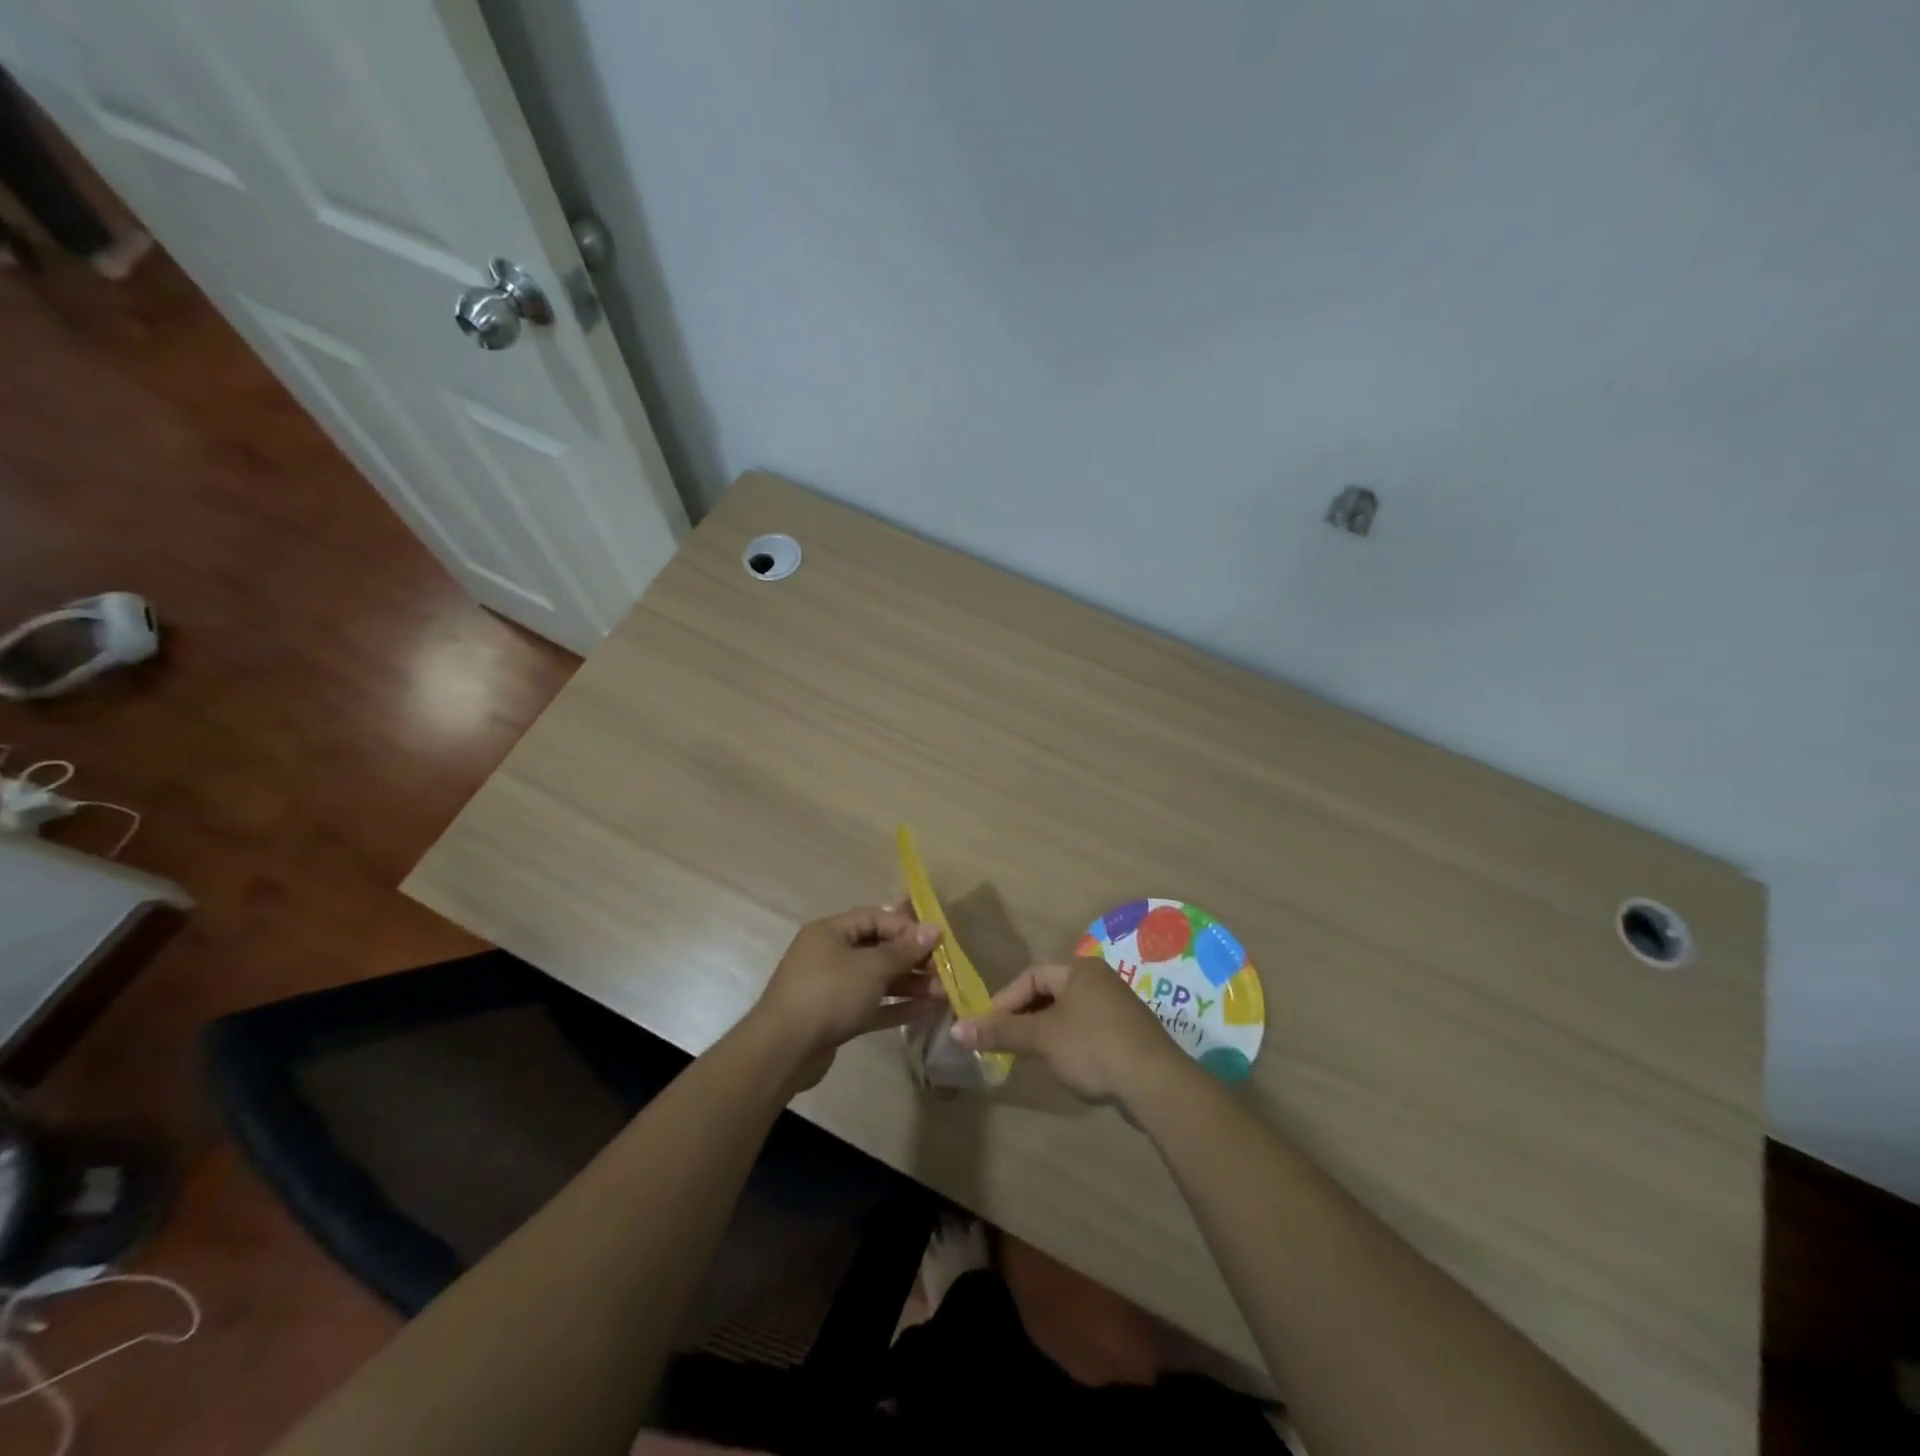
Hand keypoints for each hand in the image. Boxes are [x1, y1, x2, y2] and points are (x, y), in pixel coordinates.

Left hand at [746, 904, 944, 1089]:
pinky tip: (922, 1011)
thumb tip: (933, 929)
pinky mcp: (833, 1018)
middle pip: (877, 949)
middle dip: (911, 960)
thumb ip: (903, 950)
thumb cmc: (829, 994)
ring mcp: (829, 988)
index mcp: (830, 932)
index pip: (874, 918)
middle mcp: (828, 954)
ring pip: (875, 980)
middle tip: (942, 971)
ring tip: (940, 994)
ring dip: (907, 985)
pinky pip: (869, 1005)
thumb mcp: (871, 968)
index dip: (906, 927)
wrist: (783, 1051)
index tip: (936, 941)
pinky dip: (893, 1007)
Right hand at [951, 959, 1191, 1104]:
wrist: (1155, 1082)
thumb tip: (956, 1029)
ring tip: (1029, 1056)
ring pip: (1069, 1013)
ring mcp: (1118, 1006)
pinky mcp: (1129, 1033)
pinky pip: (1088, 1030)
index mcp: (1079, 969)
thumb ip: (1001, 1031)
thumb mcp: (1041, 1038)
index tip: (988, 1026)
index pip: (1031, 975)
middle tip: (1004, 1041)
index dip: (1006, 999)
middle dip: (1024, 1017)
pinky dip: (1069, 1043)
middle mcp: (1099, 979)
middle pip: (1050, 993)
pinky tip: (1065, 1066)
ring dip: (1046, 1032)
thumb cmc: (1092, 1047)